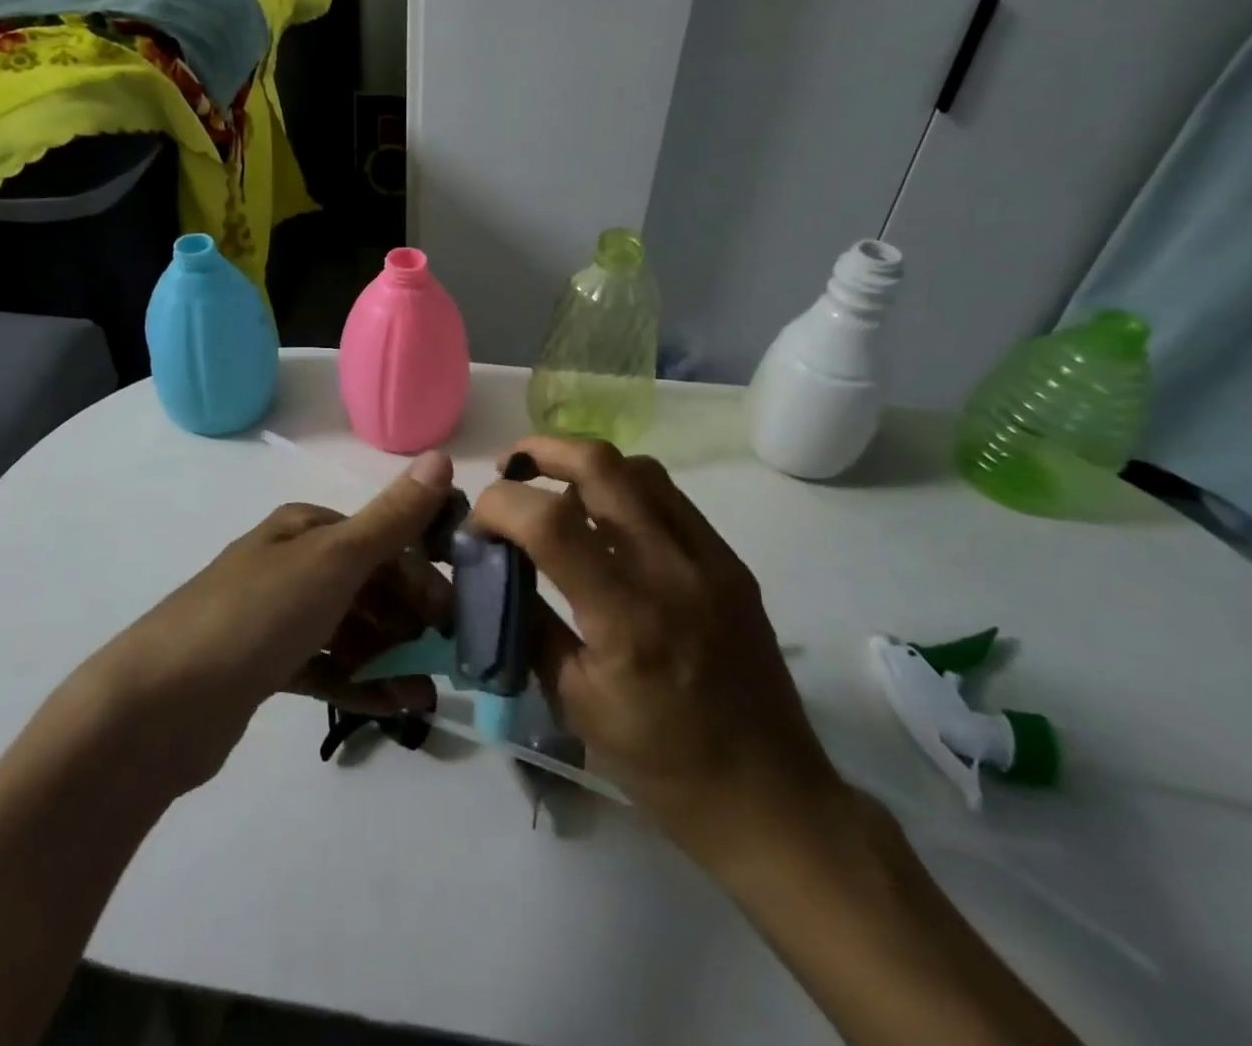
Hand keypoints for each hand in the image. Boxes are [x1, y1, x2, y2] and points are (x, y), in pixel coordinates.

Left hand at [77, 452, 455, 795]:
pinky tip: (394, 707)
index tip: (455, 615)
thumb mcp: (334, 560)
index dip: (421, 573)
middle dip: (409, 619)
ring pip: (349, 630)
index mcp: (304, 529)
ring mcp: (275, 617)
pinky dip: (360, 683)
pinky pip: (325, 668)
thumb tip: (441, 457)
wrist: (159, 704)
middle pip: (367, 585)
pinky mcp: (264, 666)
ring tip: (425, 695)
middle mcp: (291, 564)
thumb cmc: (257, 615)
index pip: (380, 540)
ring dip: (391, 657)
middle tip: (447, 659)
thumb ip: (392, 518)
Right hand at [474, 437, 847, 863]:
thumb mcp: (574, 701)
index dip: (500, 505)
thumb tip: (496, 567)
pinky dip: (624, 489)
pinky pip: (669, 498)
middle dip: (541, 452)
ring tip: (555, 488)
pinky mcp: (731, 562)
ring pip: (639, 469)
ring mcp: (710, 560)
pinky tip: (606, 518)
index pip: (550, 521)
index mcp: (627, 619)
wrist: (772, 799)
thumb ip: (531, 622)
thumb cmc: (662, 766)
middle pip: (601, 466)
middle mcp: (672, 571)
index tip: (479, 524)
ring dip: (585, 465)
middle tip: (510, 470)